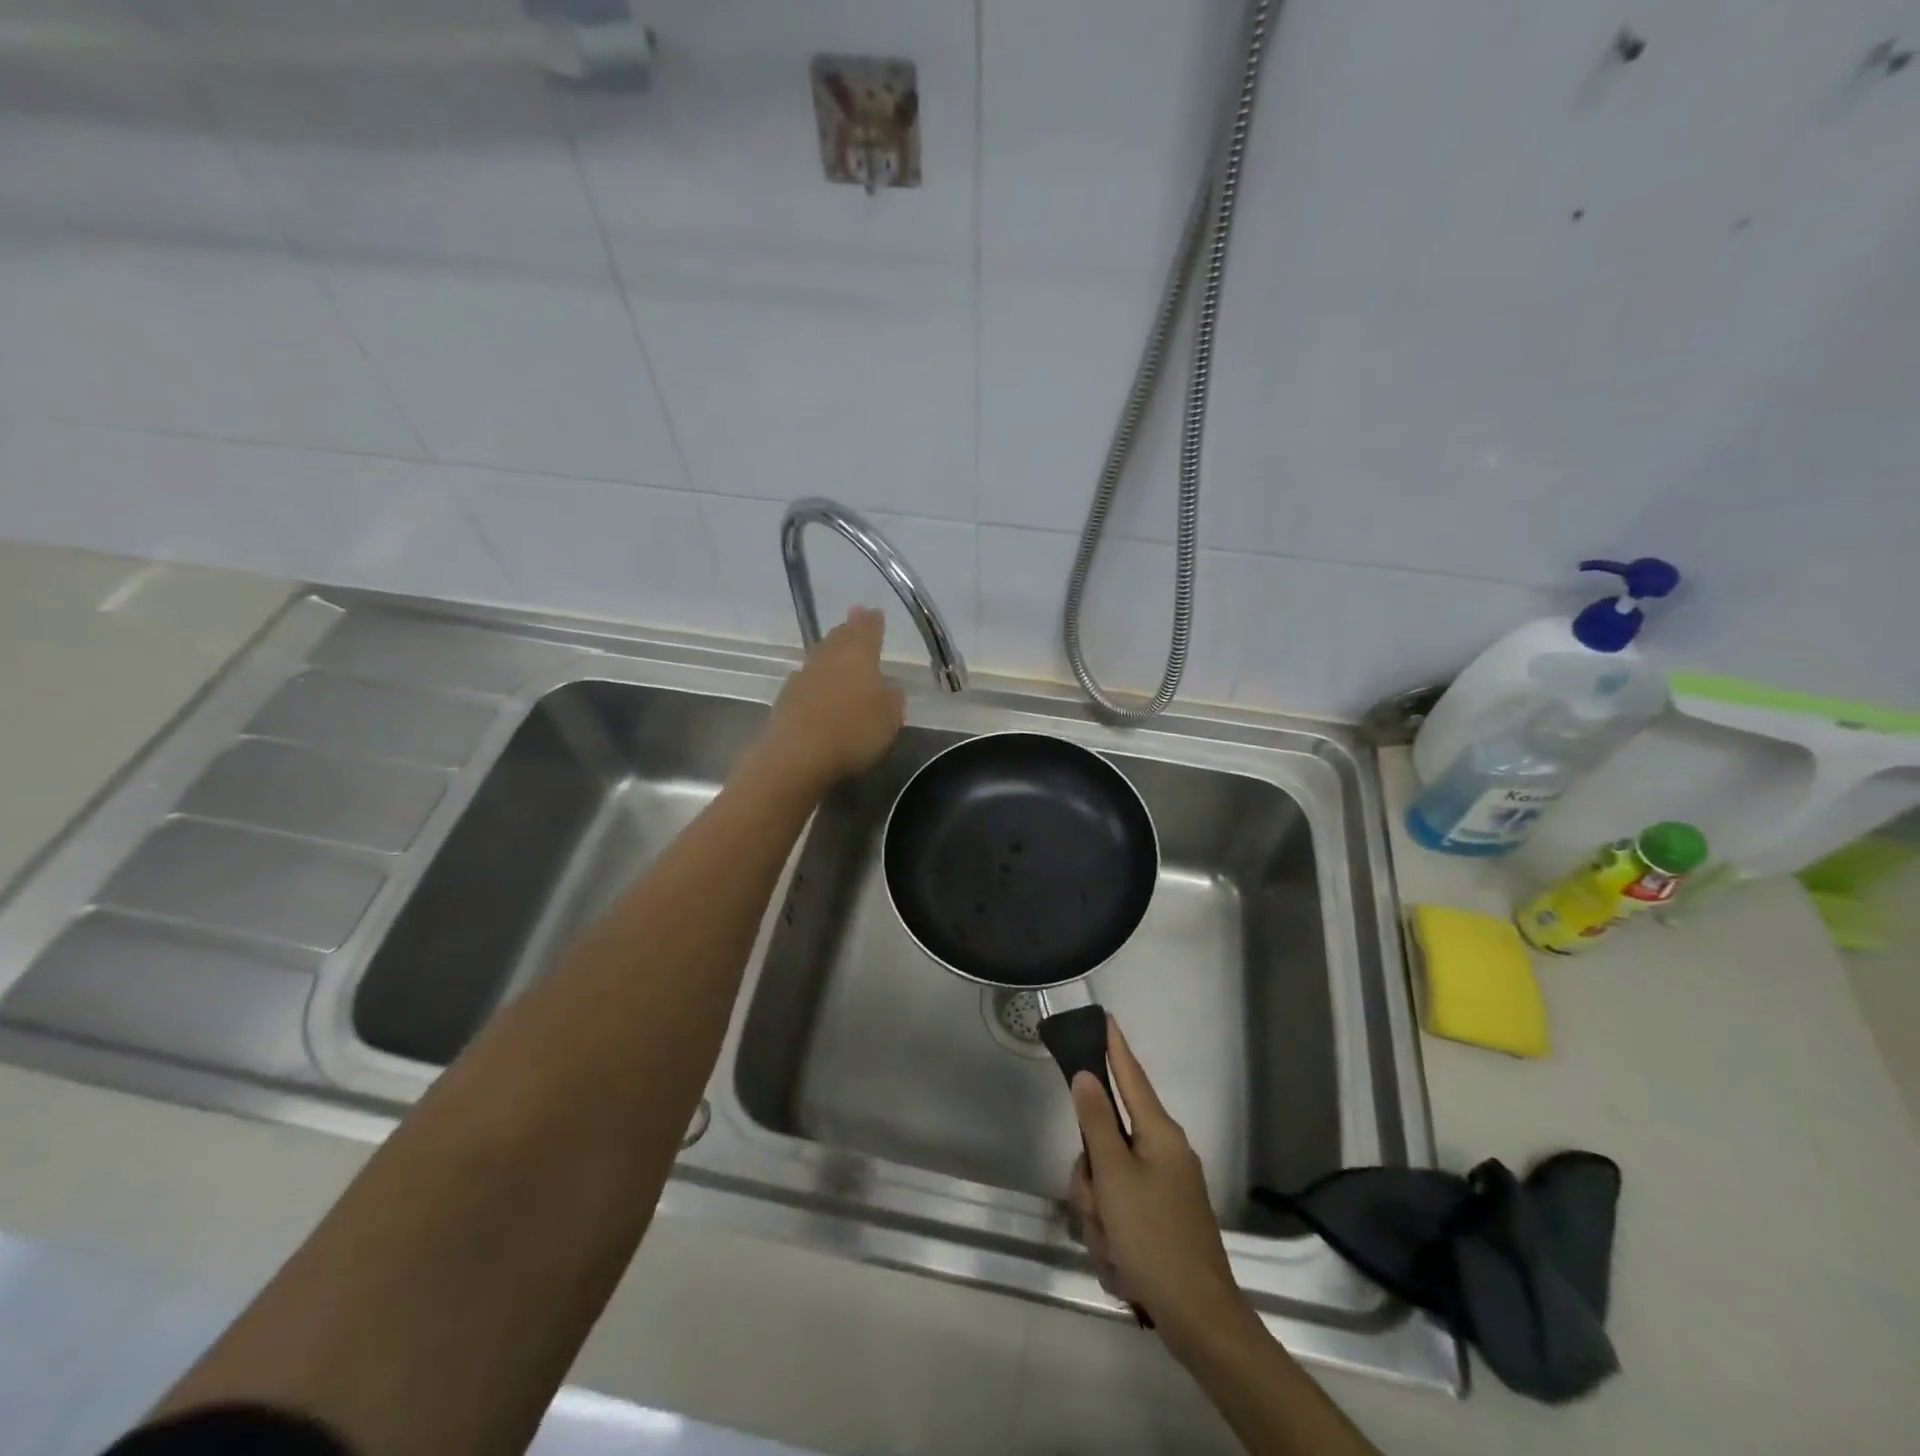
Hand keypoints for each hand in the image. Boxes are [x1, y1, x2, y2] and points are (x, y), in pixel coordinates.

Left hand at [766, 606, 904, 784]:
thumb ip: (892, 698)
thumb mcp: (890, 718)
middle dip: (849, 629)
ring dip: (829, 650)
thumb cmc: (854, 731)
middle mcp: (829, 658)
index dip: (872, 622)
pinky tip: (816, 684)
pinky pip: (805, 679)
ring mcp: (804, 676)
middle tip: (854, 620)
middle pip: (839, 637)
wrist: (799, 754)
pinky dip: (814, 677)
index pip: (867, 631)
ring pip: (820, 655)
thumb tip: (888, 687)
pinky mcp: (786, 698)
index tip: (875, 612)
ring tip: (835, 648)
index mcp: (858, 656)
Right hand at [1068, 1018, 1250, 1345]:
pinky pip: (1120, 1214)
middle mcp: (1163, 1153)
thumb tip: (1087, 1075)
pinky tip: (1124, 1266)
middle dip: (1091, 1180)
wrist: (1200, 1320)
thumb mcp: (1114, 1177)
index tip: (1105, 1018)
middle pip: (1106, 1143)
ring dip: (1099, 1216)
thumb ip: (1096, 1122)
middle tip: (1096, 1207)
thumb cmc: (1154, 1237)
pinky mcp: (1160, 1221)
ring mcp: (1164, 1189)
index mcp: (1159, 1134)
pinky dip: (1113, 1239)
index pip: (1131, 1076)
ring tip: (1114, 1248)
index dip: (1115, 1048)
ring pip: (1107, 1183)